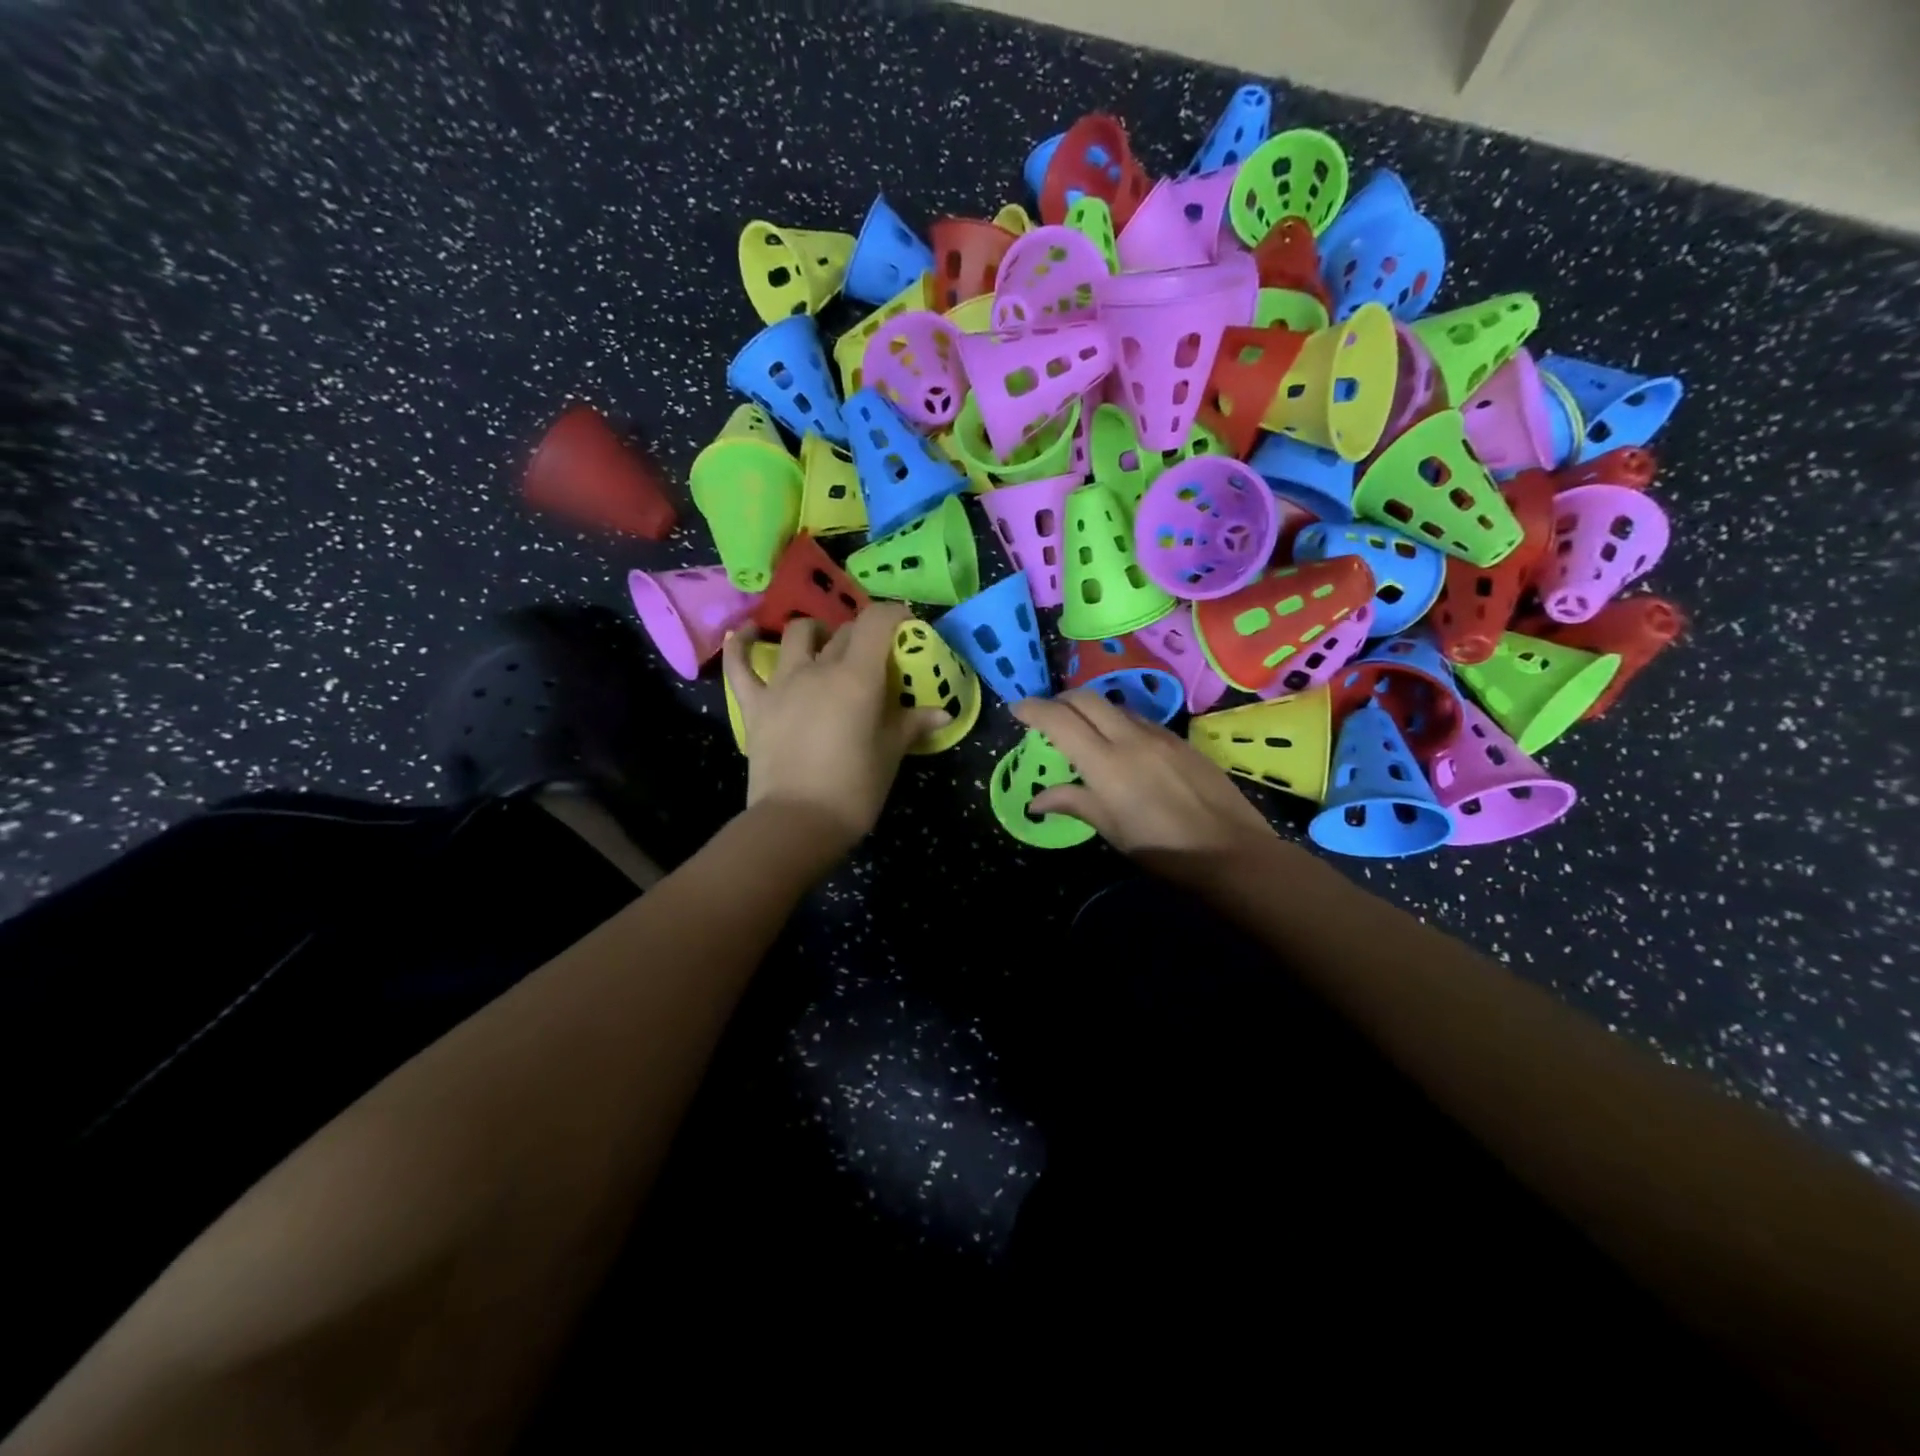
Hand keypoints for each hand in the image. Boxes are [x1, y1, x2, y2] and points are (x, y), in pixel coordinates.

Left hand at [722, 604, 948, 852]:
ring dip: (815, 631)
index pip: (877, 623)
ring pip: (796, 635)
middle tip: (877, 655)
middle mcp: (818, 669)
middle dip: (864, 634)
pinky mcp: (754, 704)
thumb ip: (912, 724)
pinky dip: (740, 645)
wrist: (797, 823)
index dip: (894, 615)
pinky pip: (740, 666)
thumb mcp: (891, 755)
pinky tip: (744, 633)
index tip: (906, 627)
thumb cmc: (854, 789)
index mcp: (857, 677)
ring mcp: (781, 684)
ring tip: (825, 643)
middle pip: (844, 632)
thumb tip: (943, 713)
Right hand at [1011, 690, 1277, 858]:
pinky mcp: (1181, 741)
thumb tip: (1036, 801)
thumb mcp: (1111, 830)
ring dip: (1092, 709)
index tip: (1017, 709)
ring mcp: (1159, 735)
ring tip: (1083, 729)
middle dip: (1061, 700)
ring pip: (1115, 706)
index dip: (1033, 709)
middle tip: (1047, 715)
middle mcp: (1130, 738)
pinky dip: (1119, 722)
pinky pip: (1140, 720)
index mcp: (1105, 763)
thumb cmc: (1162, 849)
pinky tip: (1122, 744)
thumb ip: (1074, 803)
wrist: (1230, 851)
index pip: (1059, 720)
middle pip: (1086, 699)